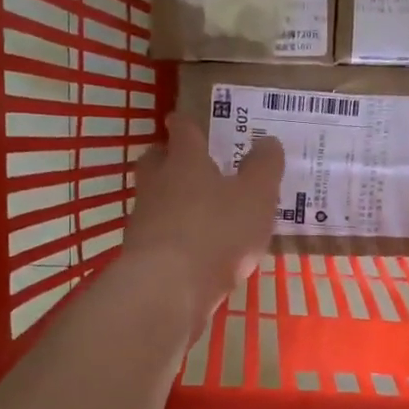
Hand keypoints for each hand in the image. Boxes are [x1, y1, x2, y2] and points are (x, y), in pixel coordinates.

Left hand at [122, 114, 284, 320]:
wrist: (167, 288)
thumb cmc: (216, 231)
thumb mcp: (256, 196)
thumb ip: (264, 167)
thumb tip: (267, 141)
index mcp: (185, 160)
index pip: (183, 130)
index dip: (187, 123)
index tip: (184, 119)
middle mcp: (157, 183)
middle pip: (156, 161)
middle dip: (169, 157)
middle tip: (189, 162)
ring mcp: (144, 220)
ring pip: (155, 198)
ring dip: (172, 199)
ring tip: (200, 210)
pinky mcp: (141, 255)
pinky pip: (159, 234)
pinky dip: (174, 235)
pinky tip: (194, 248)